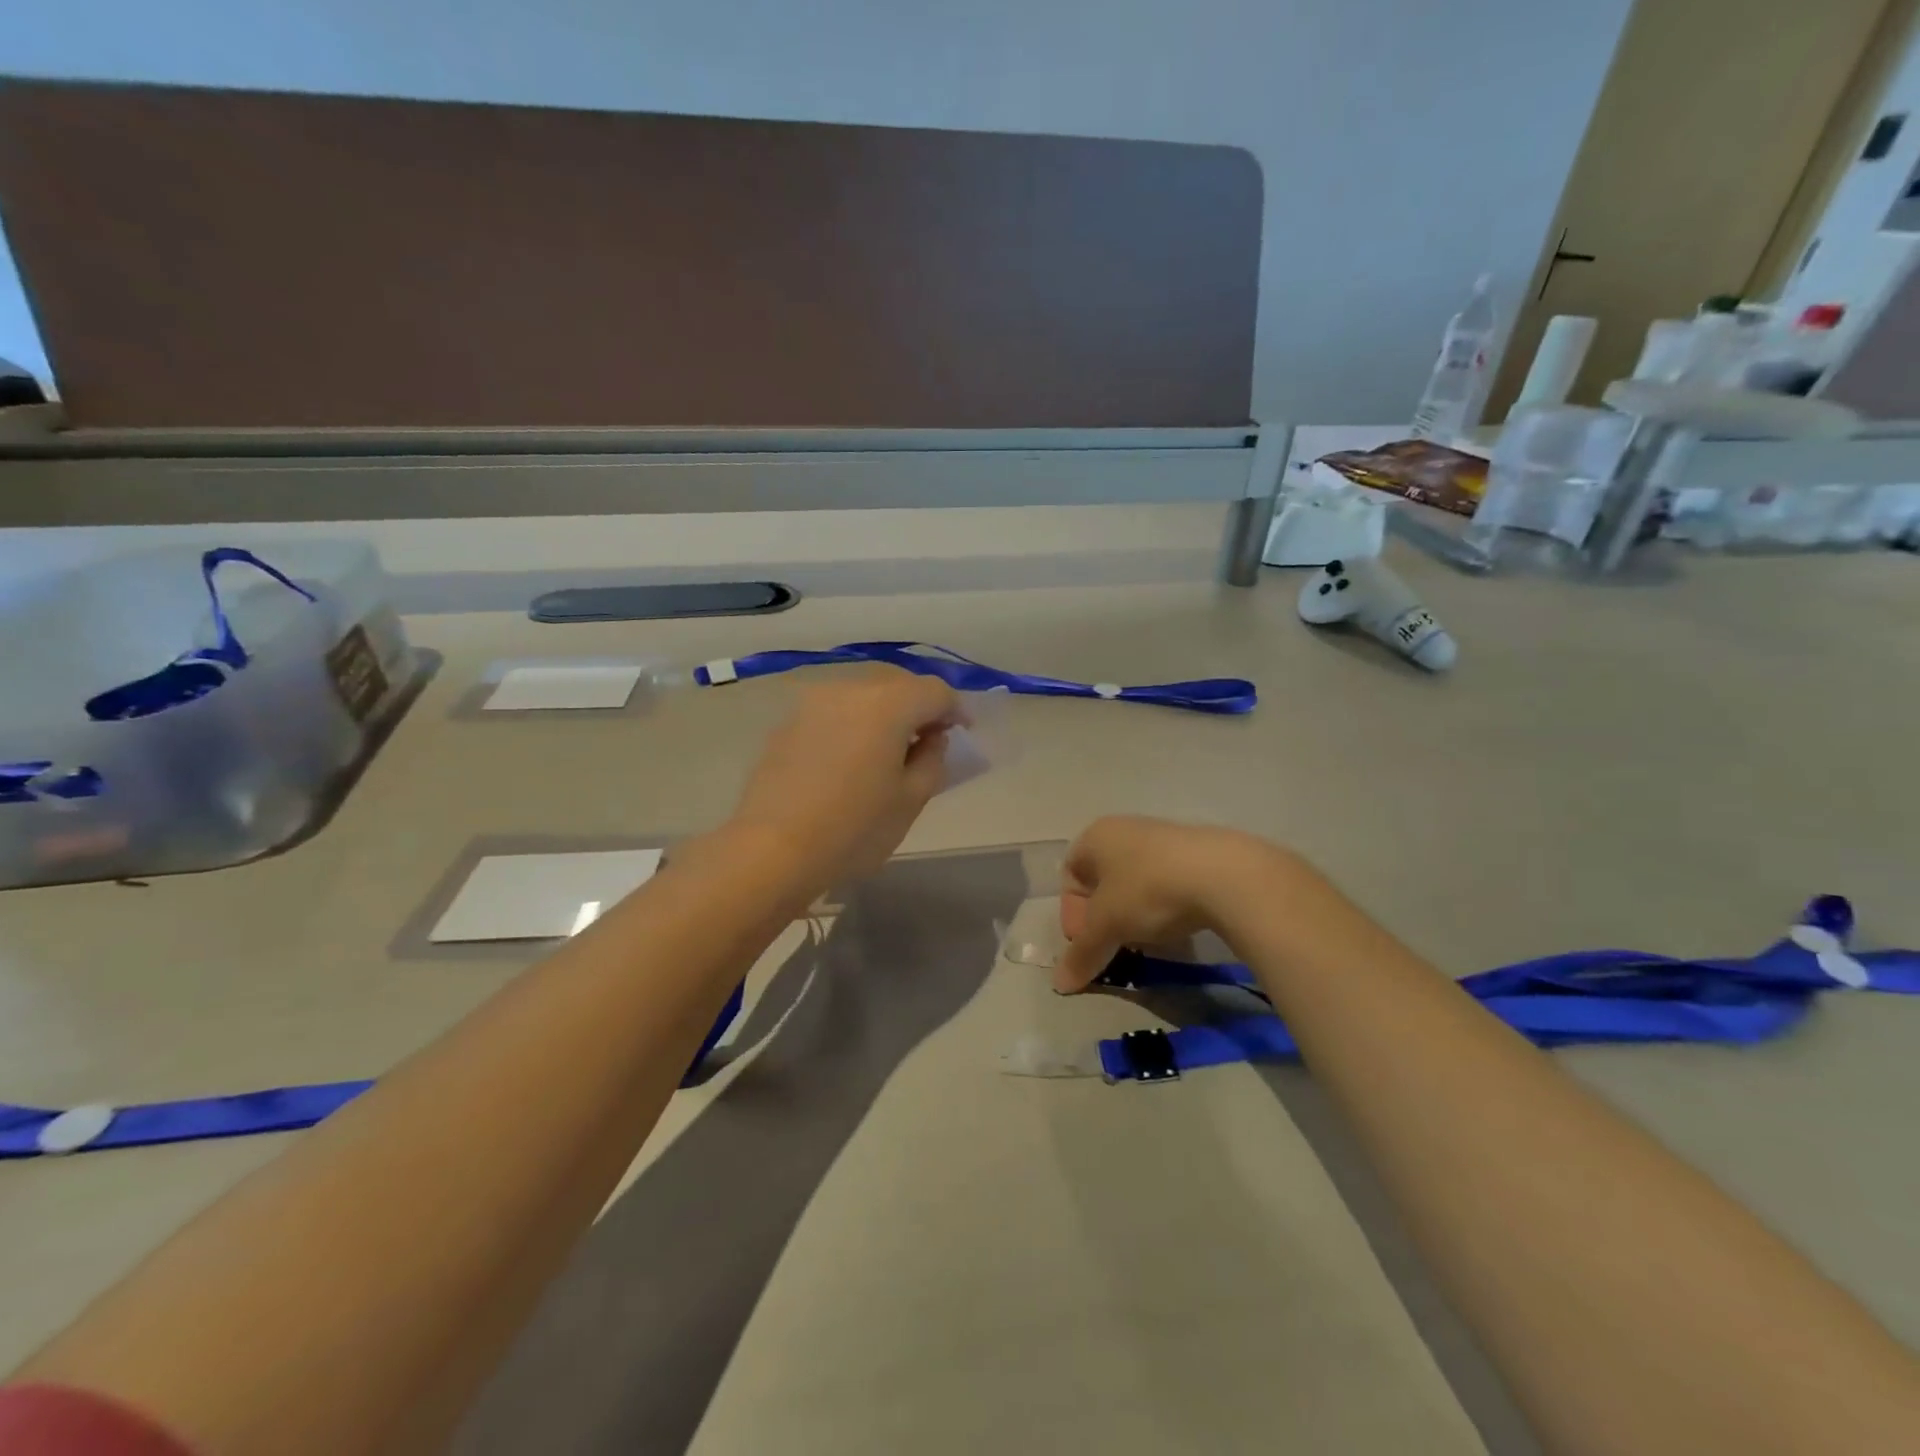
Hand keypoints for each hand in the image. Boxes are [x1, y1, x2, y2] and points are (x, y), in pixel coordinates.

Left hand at [728, 669, 959, 892]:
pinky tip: (850, 757)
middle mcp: (849, 690)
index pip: (935, 691)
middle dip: (919, 707)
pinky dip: (853, 725)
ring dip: (884, 714)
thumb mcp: (911, 799)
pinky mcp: (787, 723)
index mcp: (887, 704)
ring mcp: (812, 703)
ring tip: (888, 749)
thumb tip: (930, 738)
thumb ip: (932, 759)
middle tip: (928, 740)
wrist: (773, 850)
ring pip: (863, 696)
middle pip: (897, 686)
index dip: (955, 710)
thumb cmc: (854, 829)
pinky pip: (834, 713)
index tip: (962, 734)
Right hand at [1054, 816, 1290, 992]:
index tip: (1089, 941)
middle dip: (1103, 917)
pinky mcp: (1194, 852)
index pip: (1069, 876)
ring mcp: (1161, 837)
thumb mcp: (1108, 925)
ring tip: (1145, 940)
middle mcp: (1124, 830)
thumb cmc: (1149, 890)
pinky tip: (1174, 926)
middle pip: (1101, 881)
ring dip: (1132, 914)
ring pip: (1134, 883)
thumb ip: (1081, 954)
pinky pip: (1164, 882)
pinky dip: (1161, 906)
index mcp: (1096, 837)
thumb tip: (1060, 984)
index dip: (1072, 913)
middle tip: (1114, 945)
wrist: (1224, 874)